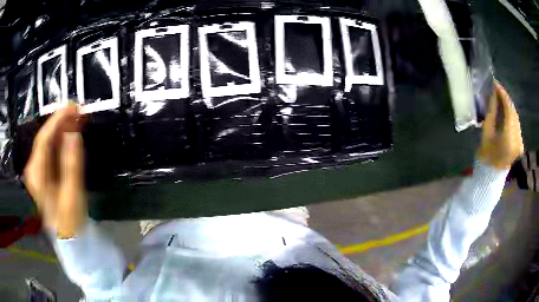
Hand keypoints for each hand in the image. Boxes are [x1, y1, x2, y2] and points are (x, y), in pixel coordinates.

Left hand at [24, 105, 86, 238]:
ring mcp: (37, 169)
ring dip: (61, 128)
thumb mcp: (72, 194)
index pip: (44, 138)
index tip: (73, 106)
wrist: (68, 237)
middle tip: (78, 111)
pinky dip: (60, 138)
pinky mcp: (42, 171)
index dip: (57, 120)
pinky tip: (69, 133)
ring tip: (77, 118)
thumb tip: (73, 132)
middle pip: (44, 137)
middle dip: (60, 121)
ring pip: (47, 141)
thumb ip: (71, 163)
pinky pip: (50, 149)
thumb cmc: (71, 220)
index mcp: (37, 174)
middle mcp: (33, 168)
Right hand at [477, 82, 523, 169]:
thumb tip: (492, 94)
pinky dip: (511, 115)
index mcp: (509, 134)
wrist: (492, 177)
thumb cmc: (487, 156)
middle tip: (497, 90)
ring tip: (500, 99)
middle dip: (506, 99)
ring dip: (509, 106)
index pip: (508, 107)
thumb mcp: (487, 133)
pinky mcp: (520, 143)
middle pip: (513, 111)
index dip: (502, 94)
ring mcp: (520, 140)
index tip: (495, 83)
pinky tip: (505, 112)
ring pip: (516, 117)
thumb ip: (491, 112)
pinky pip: (516, 124)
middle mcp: (517, 136)